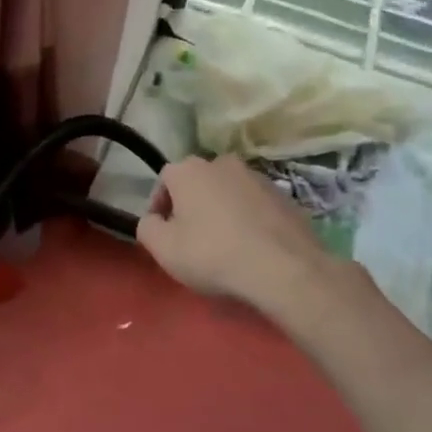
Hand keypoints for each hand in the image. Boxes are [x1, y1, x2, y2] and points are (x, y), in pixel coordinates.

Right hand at [136, 155, 361, 316]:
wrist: (284, 268)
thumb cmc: (213, 254)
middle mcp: (221, 163)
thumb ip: (147, 228)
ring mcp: (257, 176)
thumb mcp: (163, 249)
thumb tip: (153, 219)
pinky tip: (253, 246)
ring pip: (228, 192)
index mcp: (188, 169)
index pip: (164, 180)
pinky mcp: (285, 195)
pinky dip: (249, 219)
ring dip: (222, 210)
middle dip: (192, 206)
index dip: (160, 207)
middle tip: (193, 238)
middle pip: (197, 183)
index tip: (165, 232)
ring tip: (226, 244)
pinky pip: (255, 205)